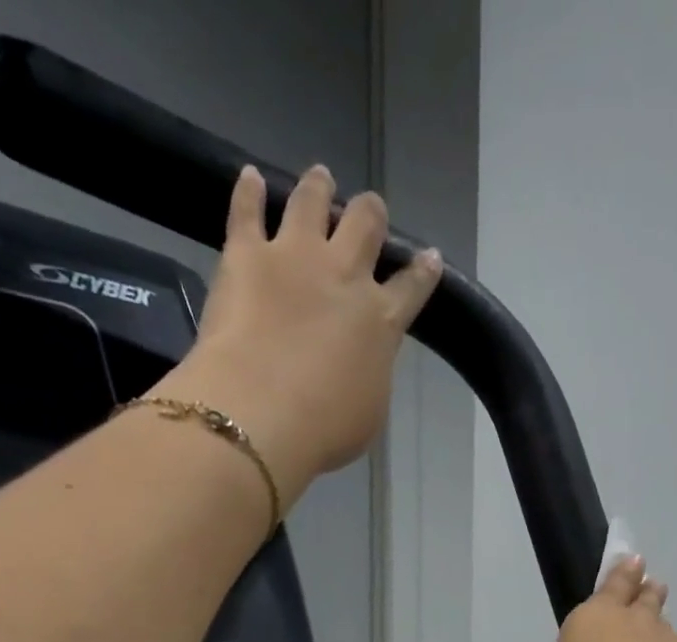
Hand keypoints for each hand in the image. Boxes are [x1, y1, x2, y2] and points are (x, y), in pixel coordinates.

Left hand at [158, 163, 441, 506]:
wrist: (262, 413)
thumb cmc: (325, 429)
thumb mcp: (370, 414)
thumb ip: (371, 375)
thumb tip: (363, 362)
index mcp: (381, 322)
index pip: (411, 287)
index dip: (422, 271)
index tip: (429, 257)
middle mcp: (345, 276)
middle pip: (366, 226)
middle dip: (371, 216)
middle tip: (369, 212)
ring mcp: (295, 257)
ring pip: (313, 202)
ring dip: (320, 188)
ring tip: (321, 177)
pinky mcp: (246, 253)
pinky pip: (248, 210)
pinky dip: (250, 191)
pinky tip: (251, 177)